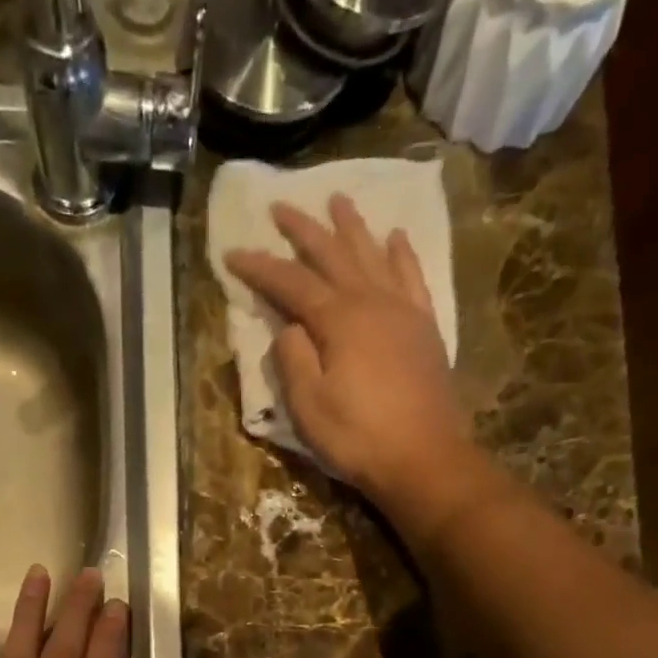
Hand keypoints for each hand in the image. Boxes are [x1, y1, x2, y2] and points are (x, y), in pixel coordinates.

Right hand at [225, 195, 473, 510]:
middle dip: (304, 230)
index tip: (233, 252)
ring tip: (338, 200)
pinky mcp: (424, 328)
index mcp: (338, 320)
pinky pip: (412, 277)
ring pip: (373, 255)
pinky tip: (395, 238)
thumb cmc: (357, 437)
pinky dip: (401, 254)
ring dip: (352, 227)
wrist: (422, 457)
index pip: (291, 283)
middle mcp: (371, 302)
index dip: (260, 267)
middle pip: (333, 255)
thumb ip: (293, 360)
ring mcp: (403, 311)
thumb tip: (288, 328)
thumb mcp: (308, 407)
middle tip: (281, 206)